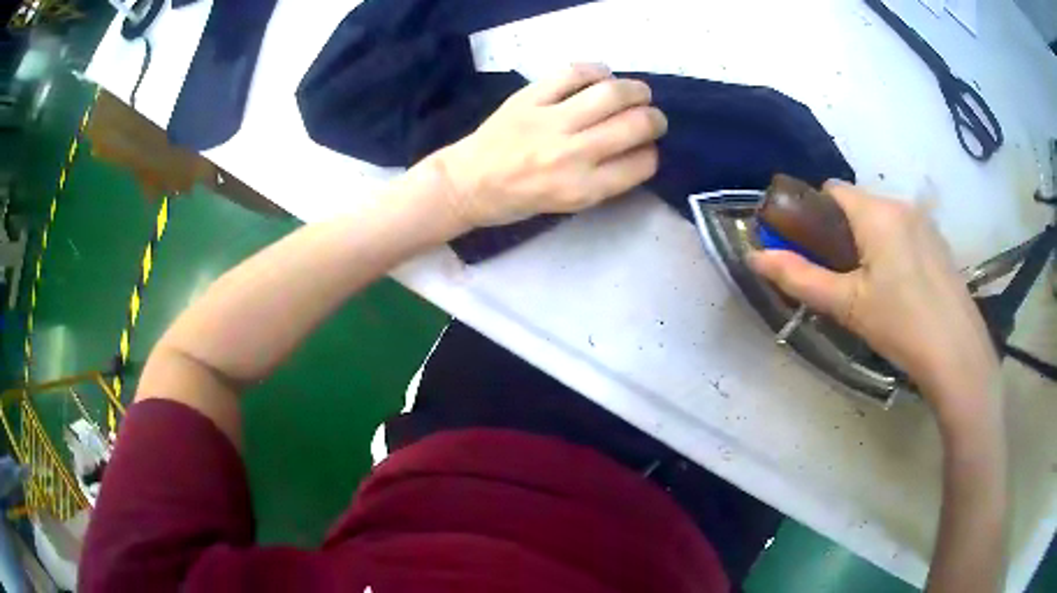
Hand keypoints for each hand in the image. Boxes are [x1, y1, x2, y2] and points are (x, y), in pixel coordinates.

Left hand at [429, 64, 667, 227]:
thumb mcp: (569, 205)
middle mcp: (573, 155)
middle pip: (635, 125)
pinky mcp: (530, 98)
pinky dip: (596, 70)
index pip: (642, 164)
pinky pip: (574, 73)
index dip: (652, 153)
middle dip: (655, 119)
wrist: (467, 183)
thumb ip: (605, 179)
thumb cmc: (518, 200)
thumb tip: (638, 148)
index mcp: (583, 189)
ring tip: (638, 93)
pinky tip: (601, 76)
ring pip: (611, 93)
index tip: (647, 148)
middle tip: (651, 117)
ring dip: (636, 90)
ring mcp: (550, 122)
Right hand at [749, 182, 998, 407]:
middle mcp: (902, 205)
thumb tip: (755, 257)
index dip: (814, 214)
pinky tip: (901, 290)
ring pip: (882, 220)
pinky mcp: (939, 244)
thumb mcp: (846, 306)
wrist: (957, 355)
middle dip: (842, 232)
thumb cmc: (900, 326)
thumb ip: (800, 278)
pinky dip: (892, 249)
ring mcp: (925, 223)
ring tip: (872, 288)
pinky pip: (905, 233)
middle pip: (858, 204)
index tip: (812, 250)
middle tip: (841, 278)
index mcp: (877, 212)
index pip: (831, 189)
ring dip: (868, 241)